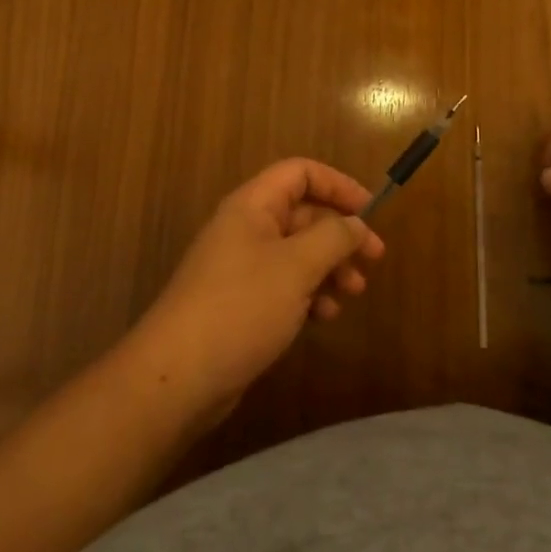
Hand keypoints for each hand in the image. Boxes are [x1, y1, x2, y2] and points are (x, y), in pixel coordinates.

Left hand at [131, 159, 385, 426]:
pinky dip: (308, 293)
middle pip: (303, 214)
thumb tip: (356, 223)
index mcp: (253, 206)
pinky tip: (324, 316)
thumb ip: (334, 237)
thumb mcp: (297, 266)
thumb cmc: (241, 307)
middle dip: (340, 234)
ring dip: (329, 267)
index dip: (338, 185)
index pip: (301, 173)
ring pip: (297, 252)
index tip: (370, 211)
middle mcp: (246, 228)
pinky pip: (283, 284)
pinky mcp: (240, 302)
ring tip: (353, 294)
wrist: (176, 378)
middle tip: (373, 260)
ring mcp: (241, 267)